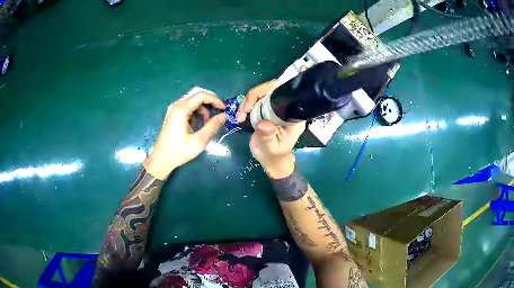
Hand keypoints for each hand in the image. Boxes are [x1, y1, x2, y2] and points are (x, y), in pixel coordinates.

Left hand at [144, 87, 226, 179]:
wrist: (161, 159)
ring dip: (203, 107)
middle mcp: (176, 105)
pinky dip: (196, 111)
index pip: (201, 95)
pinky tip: (198, 124)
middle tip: (219, 110)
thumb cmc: (179, 151)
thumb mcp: (199, 141)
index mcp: (181, 109)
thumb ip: (212, 126)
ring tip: (208, 123)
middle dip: (210, 99)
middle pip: (196, 92)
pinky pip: (187, 106)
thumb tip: (224, 116)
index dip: (215, 99)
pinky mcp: (173, 114)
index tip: (224, 109)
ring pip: (192, 99)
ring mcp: (173, 109)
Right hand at [238, 80, 305, 178]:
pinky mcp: (268, 109)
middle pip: (271, 89)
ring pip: (262, 93)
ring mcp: (277, 107)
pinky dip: (246, 105)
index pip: (283, 94)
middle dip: (254, 97)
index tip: (251, 105)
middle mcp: (287, 108)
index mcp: (293, 117)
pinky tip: (241, 116)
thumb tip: (264, 124)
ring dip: (247, 102)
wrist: (271, 160)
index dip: (267, 92)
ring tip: (240, 117)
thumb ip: (268, 136)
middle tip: (243, 111)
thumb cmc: (273, 155)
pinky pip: (257, 100)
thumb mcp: (270, 148)